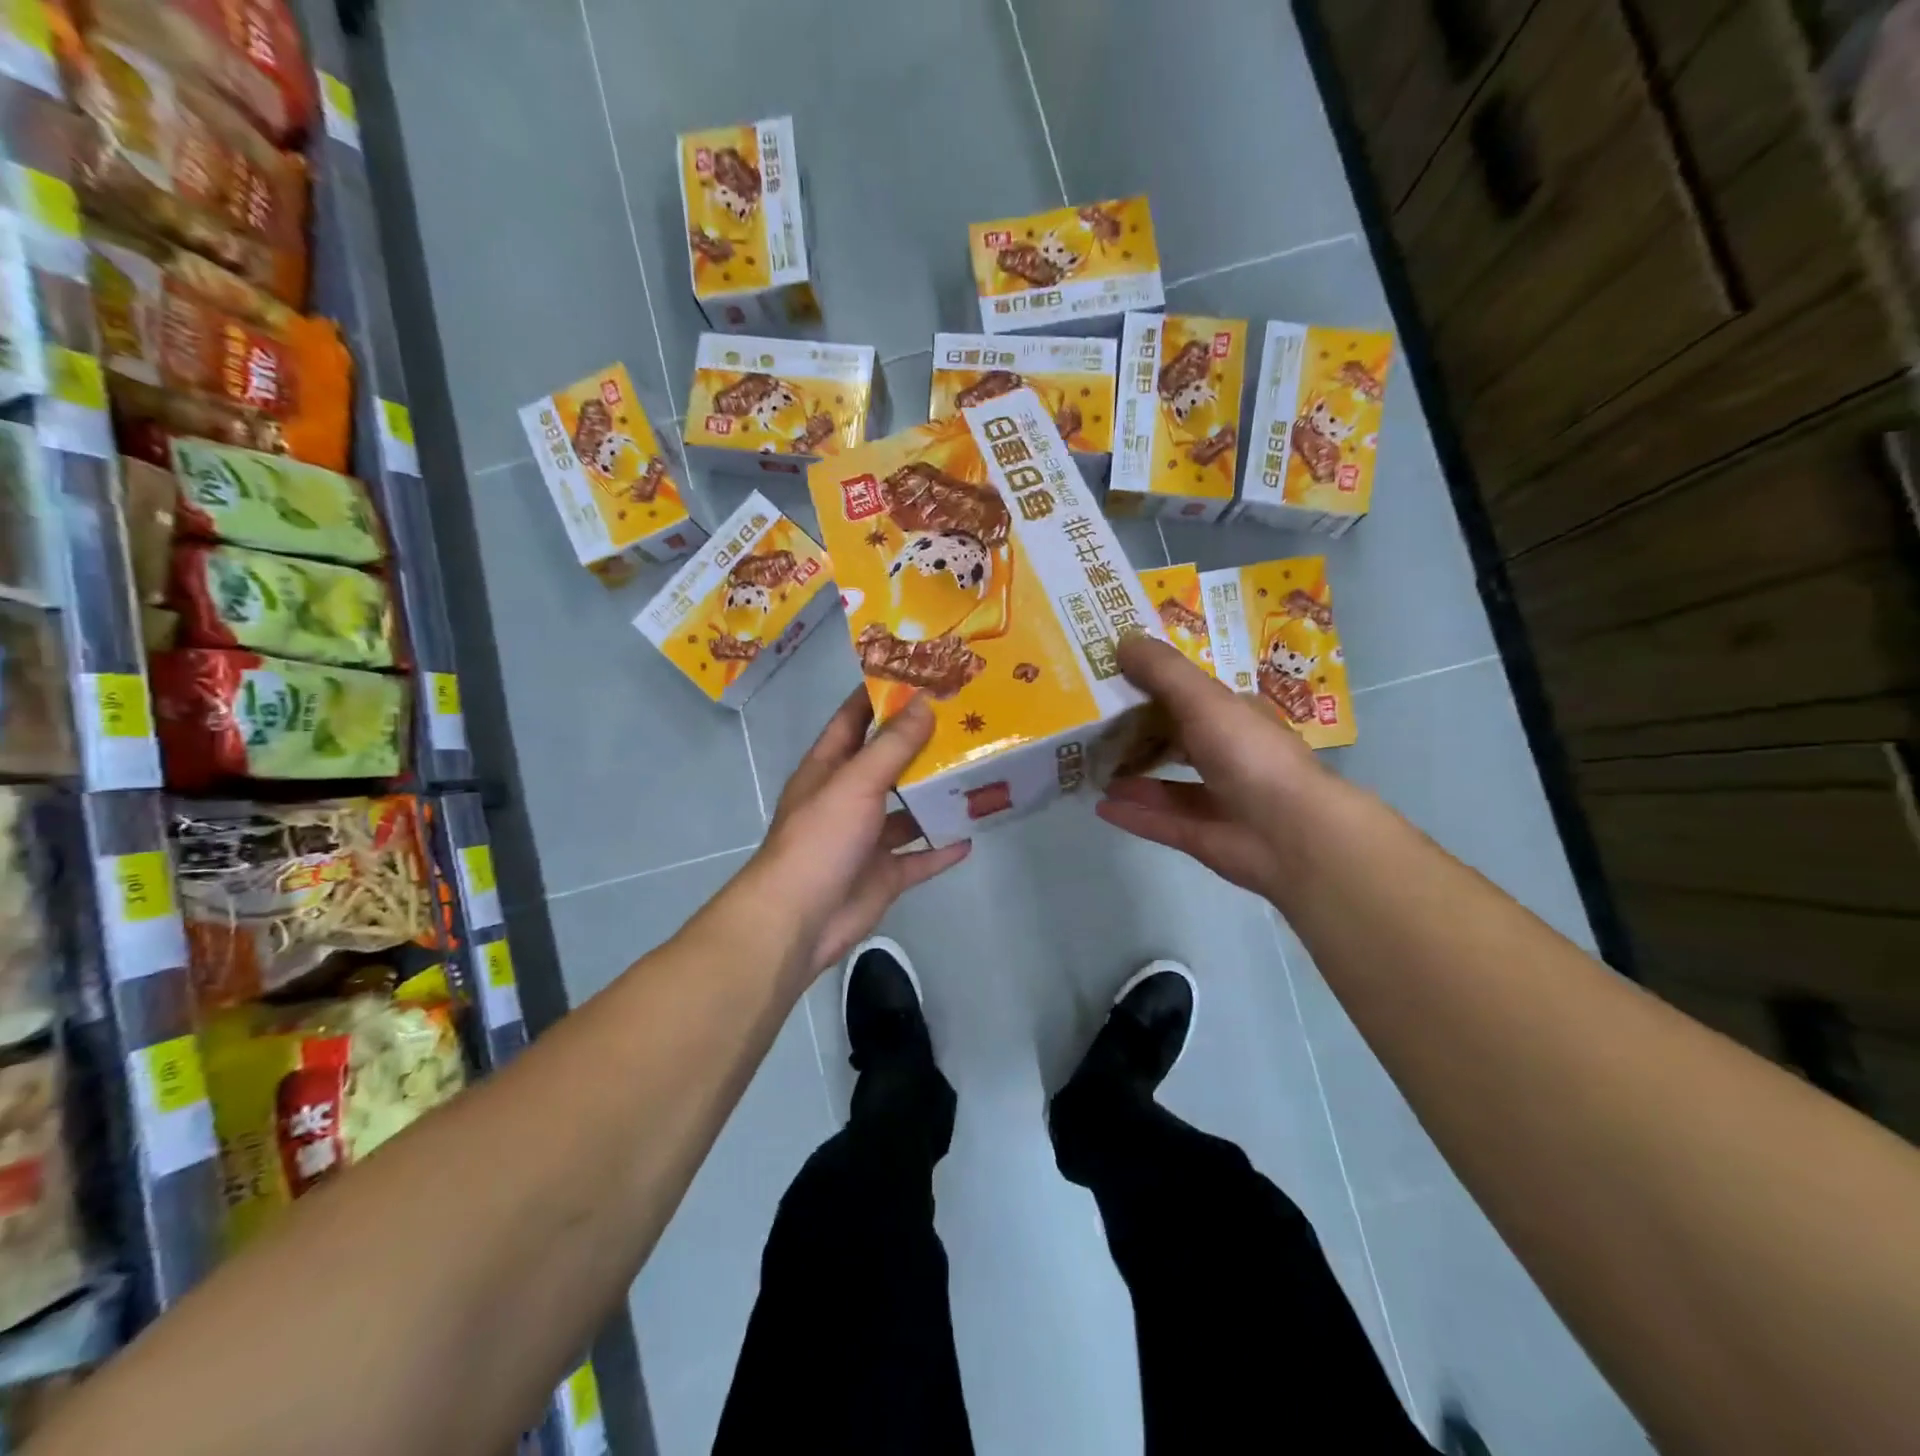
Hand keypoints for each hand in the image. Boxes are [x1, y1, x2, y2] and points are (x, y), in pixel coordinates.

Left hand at [750, 688, 970, 976]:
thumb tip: (926, 703)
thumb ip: (892, 745)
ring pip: (906, 812)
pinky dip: (942, 849)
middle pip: (887, 764)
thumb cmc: (820, 839)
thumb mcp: (856, 782)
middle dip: (920, 745)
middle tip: (964, 721)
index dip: (880, 695)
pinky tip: (972, 836)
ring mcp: (866, 839)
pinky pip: (919, 858)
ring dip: (935, 797)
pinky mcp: (883, 875)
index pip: (853, 719)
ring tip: (976, 774)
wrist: (799, 920)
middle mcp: (847, 798)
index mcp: (829, 768)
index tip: (919, 674)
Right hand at [1096, 633, 1336, 902]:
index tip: (1112, 676)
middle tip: (1090, 723)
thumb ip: (1163, 672)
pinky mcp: (1203, 837)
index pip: (1191, 696)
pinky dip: (1132, 813)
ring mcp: (1217, 799)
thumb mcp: (1204, 700)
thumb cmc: (1250, 754)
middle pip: (1175, 740)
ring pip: (1166, 784)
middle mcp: (1228, 755)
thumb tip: (1123, 639)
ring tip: (1090, 765)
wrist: (1291, 833)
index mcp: (1235, 718)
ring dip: (1132, 775)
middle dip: (1137, 733)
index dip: (1154, 685)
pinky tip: (1100, 805)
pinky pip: (1160, 821)